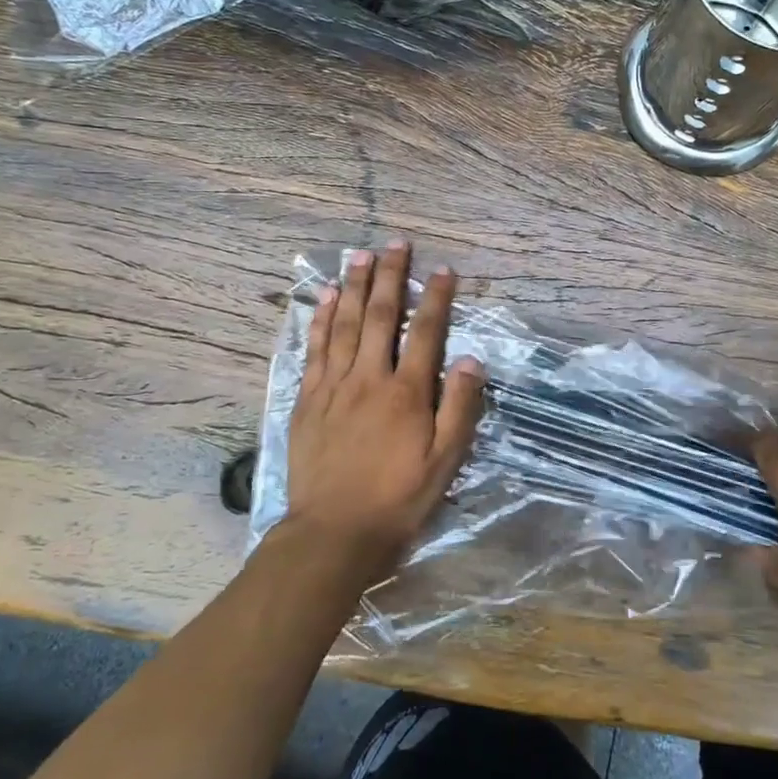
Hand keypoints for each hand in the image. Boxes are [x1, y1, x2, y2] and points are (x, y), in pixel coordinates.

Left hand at [280, 241, 485, 579]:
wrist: (333, 534)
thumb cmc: (398, 500)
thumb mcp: (445, 461)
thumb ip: (459, 408)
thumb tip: (470, 359)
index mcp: (407, 393)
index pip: (426, 332)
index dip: (436, 298)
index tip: (443, 269)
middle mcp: (369, 378)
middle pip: (380, 316)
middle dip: (390, 277)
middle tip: (396, 244)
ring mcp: (333, 386)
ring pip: (344, 324)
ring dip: (354, 286)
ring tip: (360, 255)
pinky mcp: (308, 399)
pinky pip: (315, 348)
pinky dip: (320, 319)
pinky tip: (324, 298)